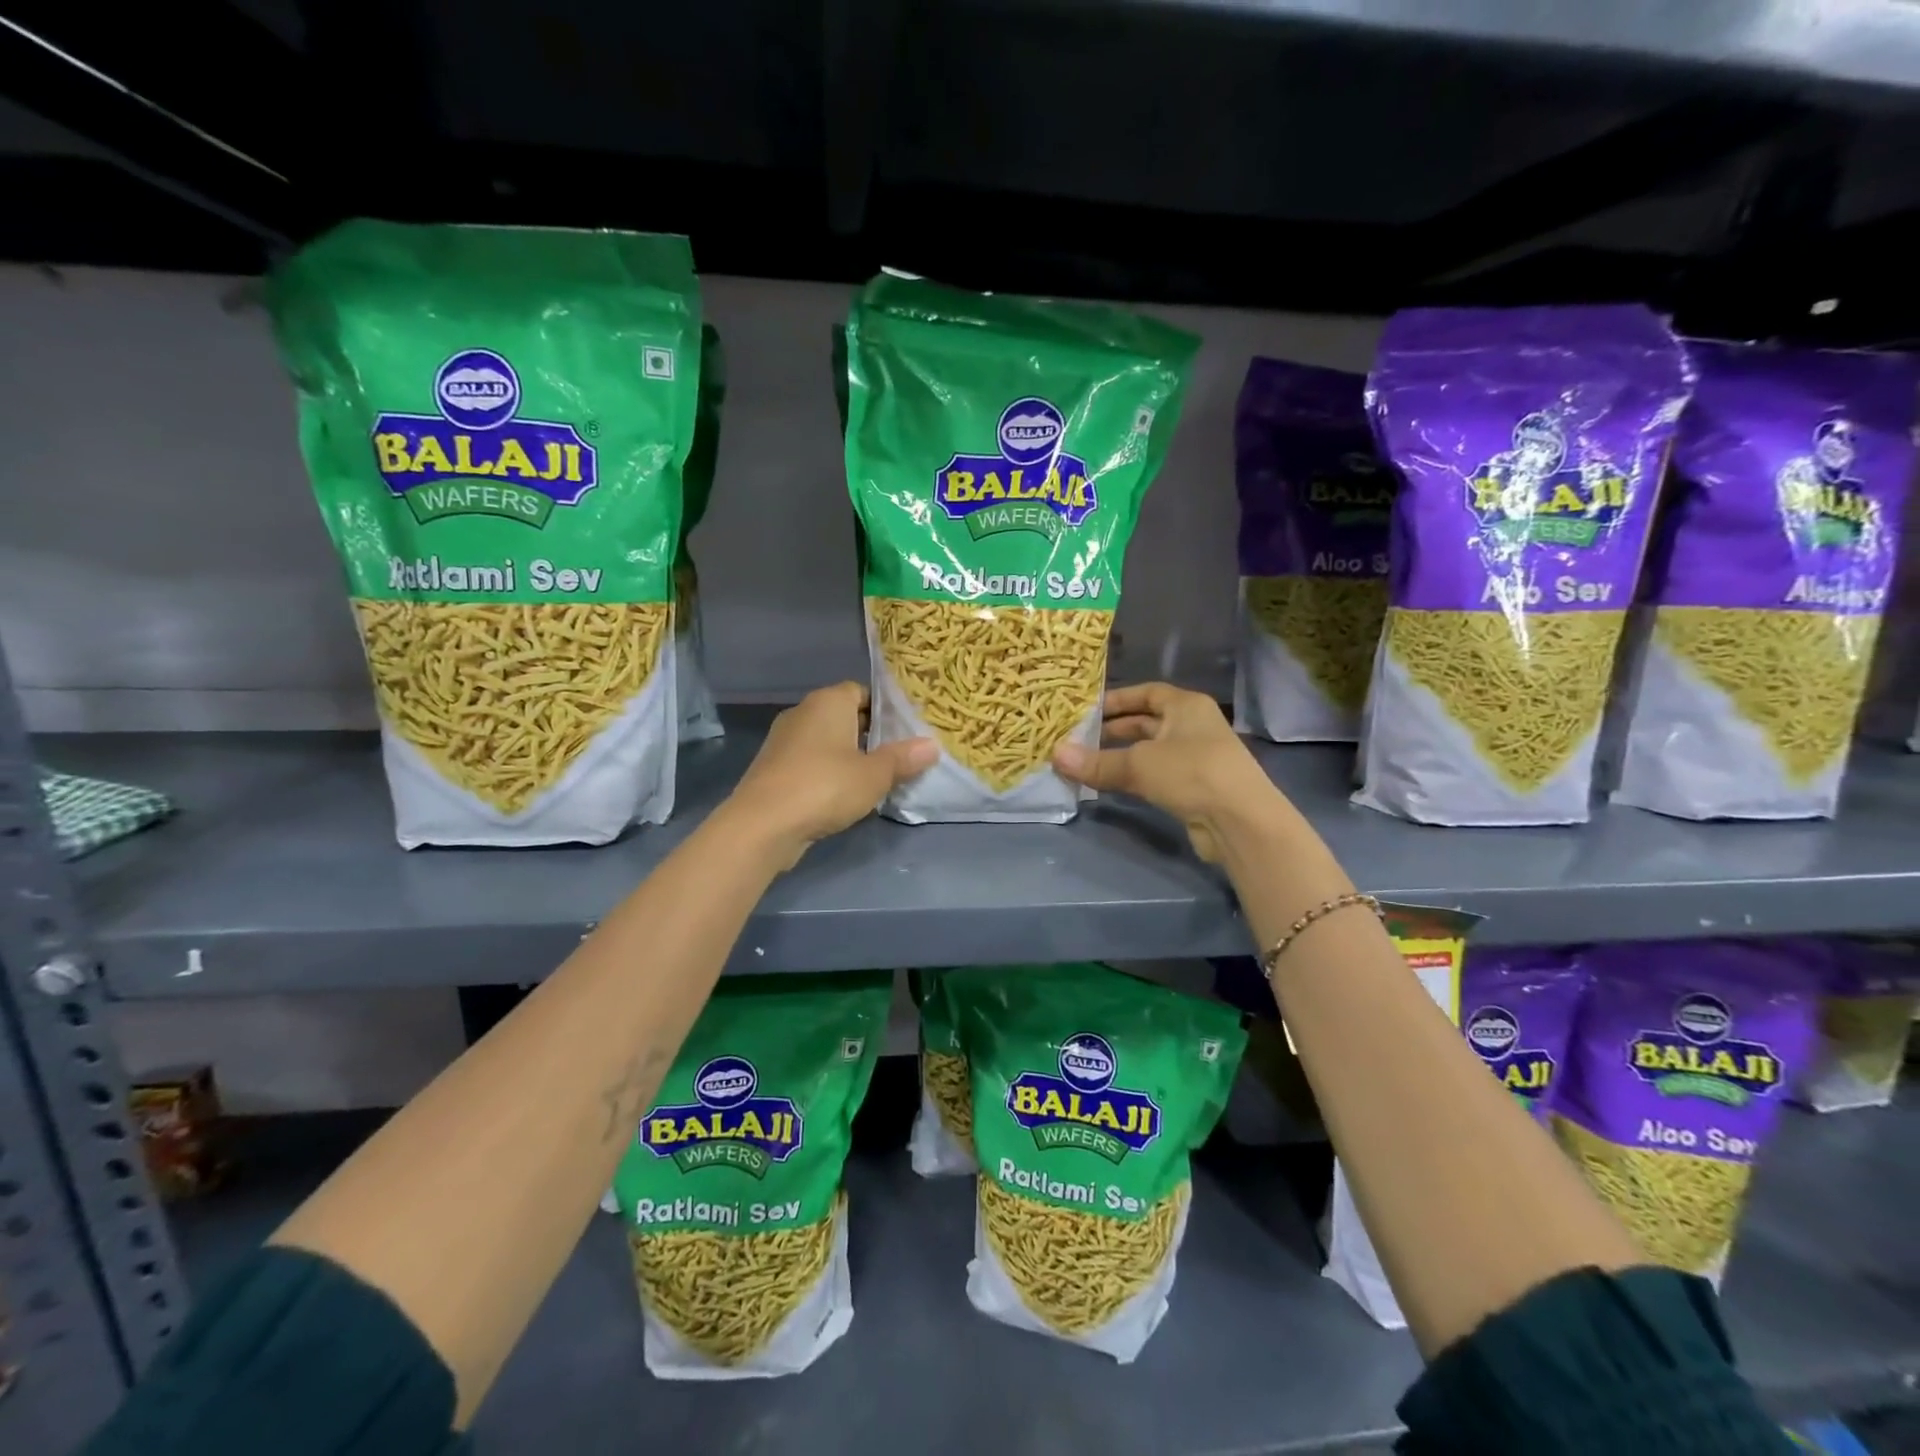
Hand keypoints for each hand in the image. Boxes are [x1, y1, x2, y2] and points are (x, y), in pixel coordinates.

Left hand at [725, 682, 935, 867]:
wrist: (763, 825)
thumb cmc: (825, 787)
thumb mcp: (874, 775)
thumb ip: (903, 758)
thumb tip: (932, 745)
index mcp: (828, 701)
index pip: (862, 691)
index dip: (885, 708)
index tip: (906, 729)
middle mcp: (803, 712)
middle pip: (845, 715)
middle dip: (870, 733)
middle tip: (900, 754)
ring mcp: (784, 740)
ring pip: (827, 740)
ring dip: (849, 755)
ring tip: (877, 776)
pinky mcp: (774, 768)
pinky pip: (811, 761)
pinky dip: (828, 772)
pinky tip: (845, 794)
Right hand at [1053, 682, 1282, 861]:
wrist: (1240, 821)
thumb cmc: (1191, 773)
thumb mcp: (1138, 764)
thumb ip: (1097, 761)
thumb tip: (1055, 755)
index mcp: (1186, 706)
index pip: (1147, 693)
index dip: (1117, 699)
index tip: (1086, 709)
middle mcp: (1193, 726)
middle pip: (1147, 722)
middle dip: (1114, 730)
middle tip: (1079, 738)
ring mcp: (1196, 757)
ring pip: (1150, 750)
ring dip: (1121, 756)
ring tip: (1087, 762)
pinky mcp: (1195, 787)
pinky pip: (1156, 774)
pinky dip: (1134, 776)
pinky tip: (1111, 784)